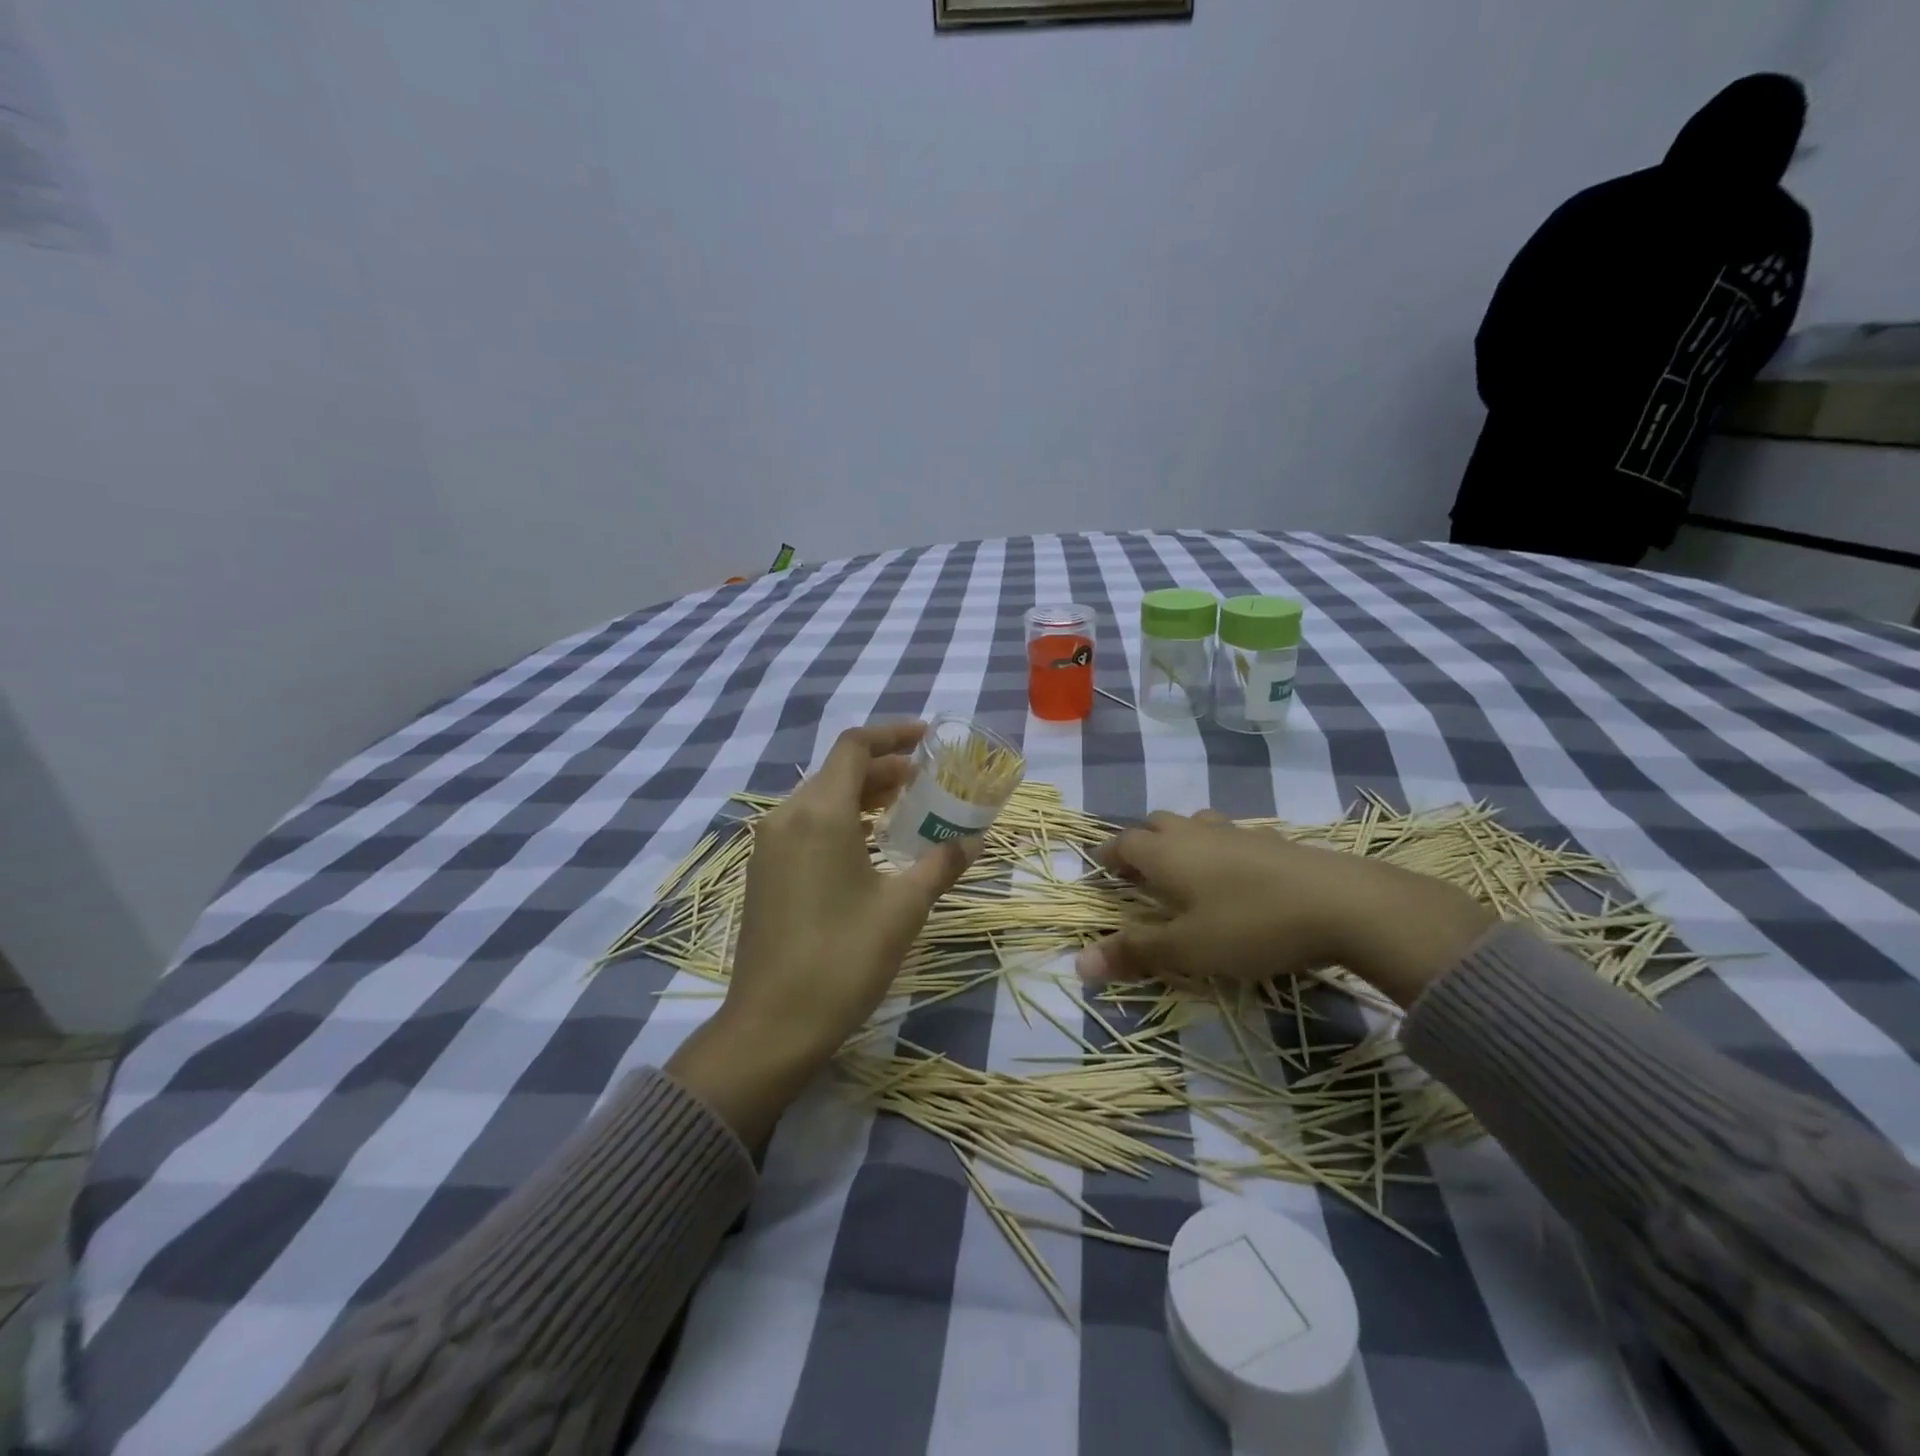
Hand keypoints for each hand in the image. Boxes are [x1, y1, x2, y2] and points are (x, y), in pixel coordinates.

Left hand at [667, 723, 975, 1144]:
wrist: (772, 1024)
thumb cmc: (843, 958)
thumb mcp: (903, 908)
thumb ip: (941, 864)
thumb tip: (974, 841)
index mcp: (819, 813)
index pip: (855, 747)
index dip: (893, 734)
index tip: (928, 738)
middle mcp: (787, 816)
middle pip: (838, 770)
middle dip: (885, 768)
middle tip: (927, 780)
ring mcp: (770, 845)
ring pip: (821, 798)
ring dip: (863, 794)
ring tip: (906, 809)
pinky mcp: (765, 871)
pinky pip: (806, 825)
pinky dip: (841, 819)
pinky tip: (869, 845)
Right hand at [1075, 810, 1494, 1006]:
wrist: (1342, 903)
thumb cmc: (1250, 925)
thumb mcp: (1188, 949)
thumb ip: (1135, 952)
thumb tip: (1079, 964)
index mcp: (1166, 853)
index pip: (1122, 844)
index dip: (1107, 857)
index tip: (1100, 872)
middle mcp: (1194, 833)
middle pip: (1155, 824)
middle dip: (1140, 844)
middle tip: (1139, 875)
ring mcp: (1236, 832)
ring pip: (1194, 824)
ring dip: (1180, 840)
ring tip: (1184, 869)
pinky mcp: (1273, 840)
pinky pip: (1231, 835)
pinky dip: (1220, 848)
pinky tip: (1236, 874)